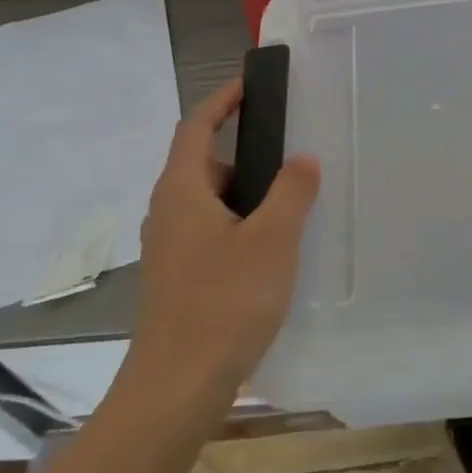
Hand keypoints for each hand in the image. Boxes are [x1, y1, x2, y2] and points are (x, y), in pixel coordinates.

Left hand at [125, 77, 320, 402]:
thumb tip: (303, 159)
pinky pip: (211, 232)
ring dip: (246, 195)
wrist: (177, 387)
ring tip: (291, 209)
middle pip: (204, 163)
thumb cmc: (224, 302)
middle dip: (246, 155)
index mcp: (182, 190)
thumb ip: (292, 191)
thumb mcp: (272, 240)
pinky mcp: (178, 277)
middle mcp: (168, 212)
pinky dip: (240, 226)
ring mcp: (169, 247)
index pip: (196, 126)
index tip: (252, 85)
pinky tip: (271, 254)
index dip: (222, 100)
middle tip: (290, 160)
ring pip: (210, 202)